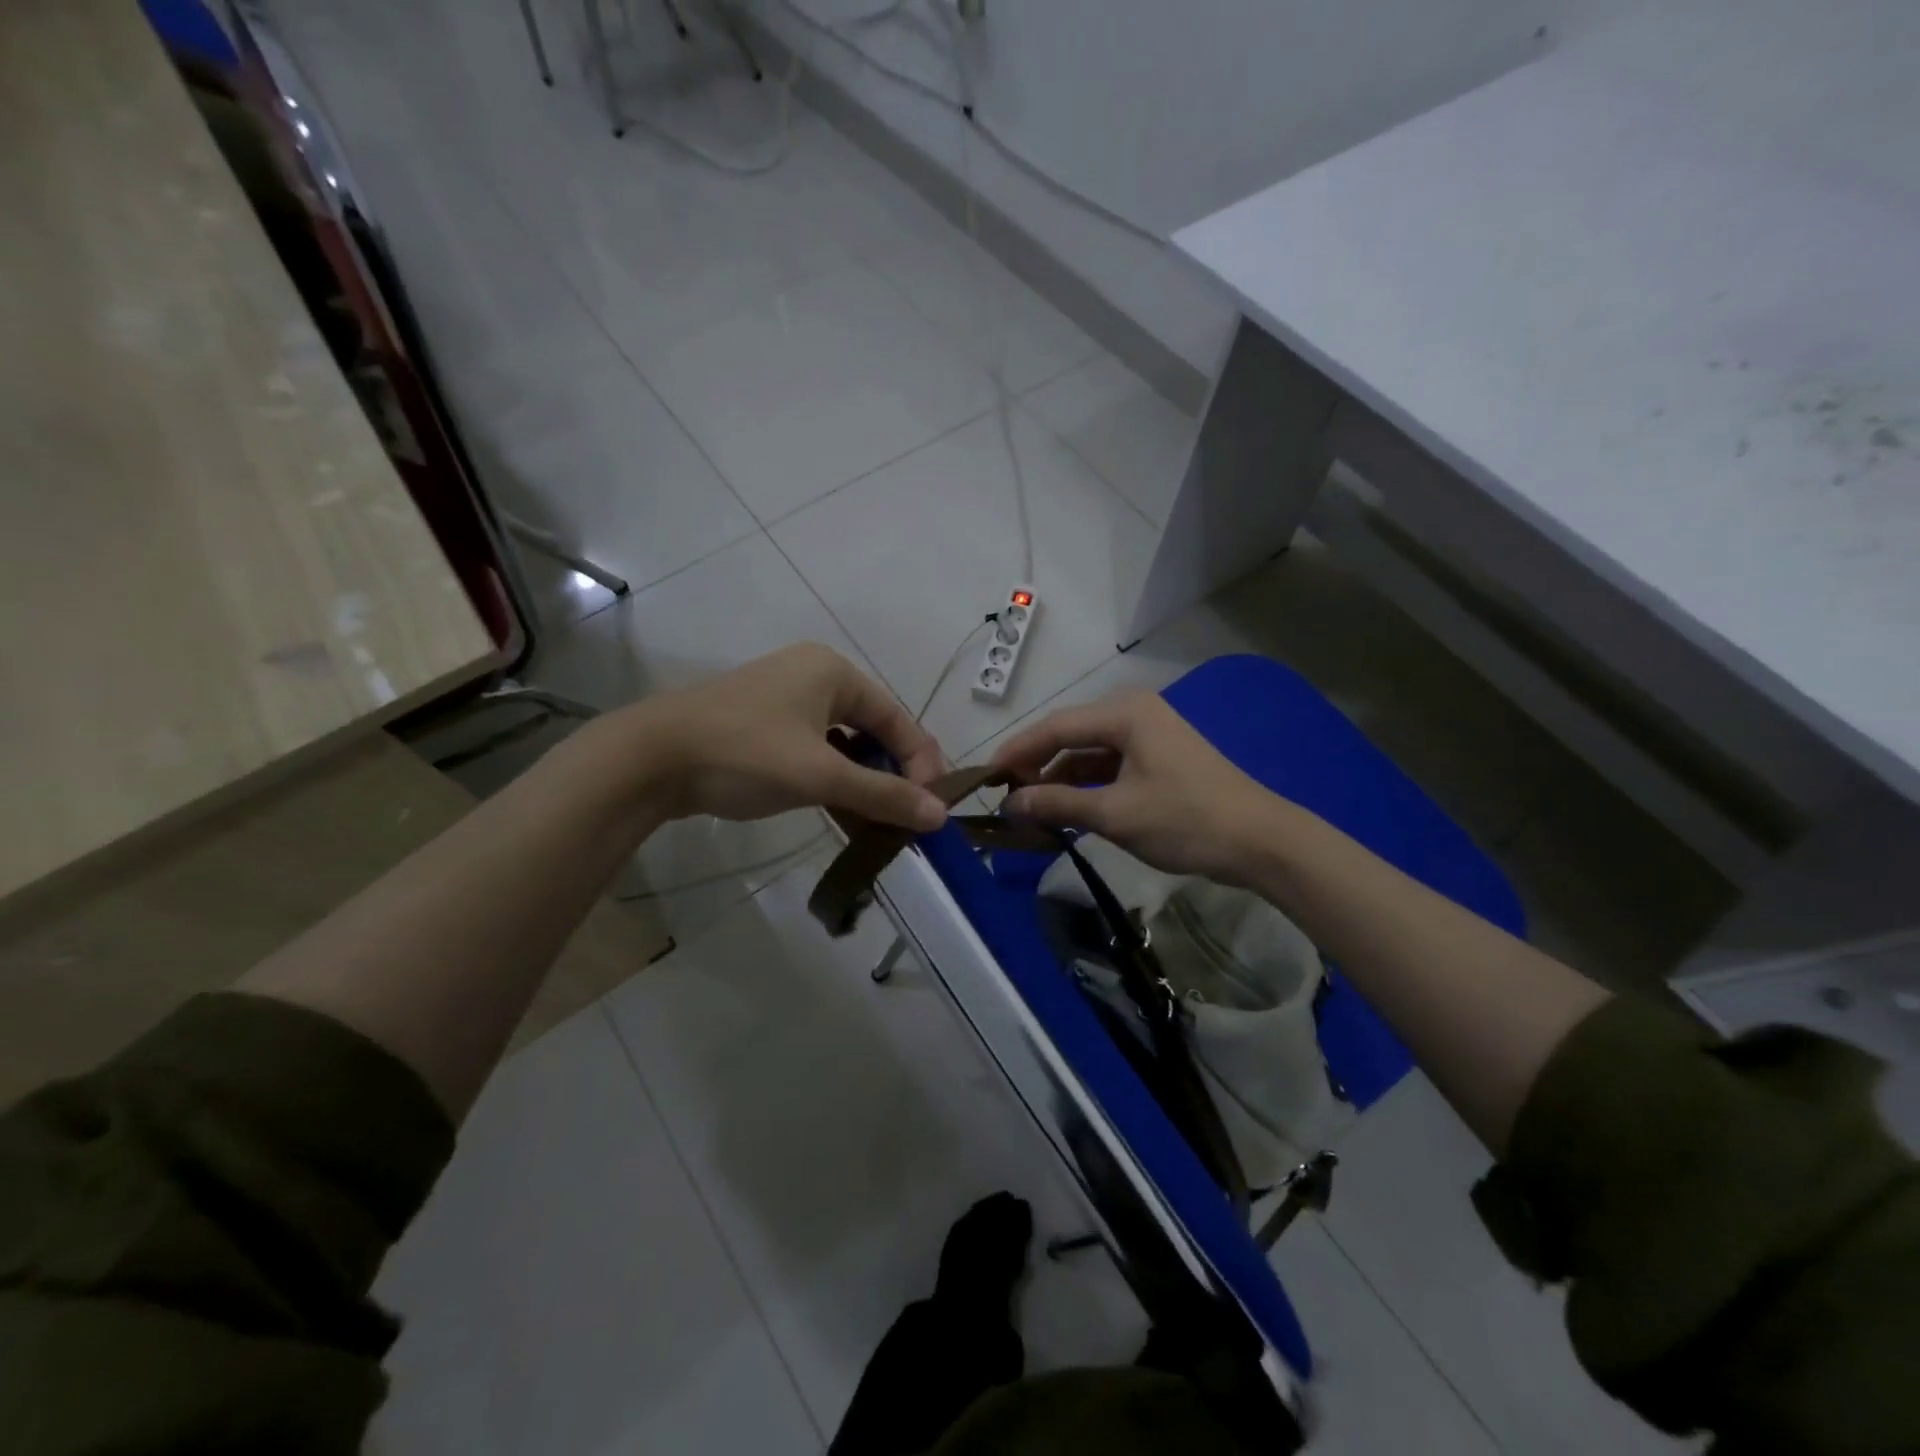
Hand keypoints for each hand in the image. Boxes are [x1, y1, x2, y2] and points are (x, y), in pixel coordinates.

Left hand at [627, 643, 949, 831]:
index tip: (932, 807)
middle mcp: (814, 675)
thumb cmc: (745, 754)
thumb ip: (882, 794)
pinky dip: (832, 777)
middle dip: (891, 773)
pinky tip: (840, 809)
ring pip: (843, 741)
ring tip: (877, 820)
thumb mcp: (820, 776)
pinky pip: (815, 748)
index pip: (897, 717)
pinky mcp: (763, 723)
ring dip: (862, 780)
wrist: (650, 759)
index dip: (921, 762)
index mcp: (834, 672)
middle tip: (906, 816)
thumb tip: (940, 816)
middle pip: (872, 728)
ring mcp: (785, 698)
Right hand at [988, 690, 1279, 883]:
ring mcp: (1149, 735)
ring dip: (1061, 780)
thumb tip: (1010, 804)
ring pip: (1089, 753)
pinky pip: (1110, 766)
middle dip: (1037, 766)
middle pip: (1070, 736)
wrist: (1261, 841)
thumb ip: (1058, 804)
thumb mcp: (1115, 814)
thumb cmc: (1185, 820)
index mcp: (1124, 713)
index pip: (1054, 726)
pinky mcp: (1158, 758)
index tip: (985, 777)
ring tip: (1032, 810)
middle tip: (1006, 796)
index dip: (1017, 751)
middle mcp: (1134, 713)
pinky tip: (1069, 810)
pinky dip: (1087, 787)